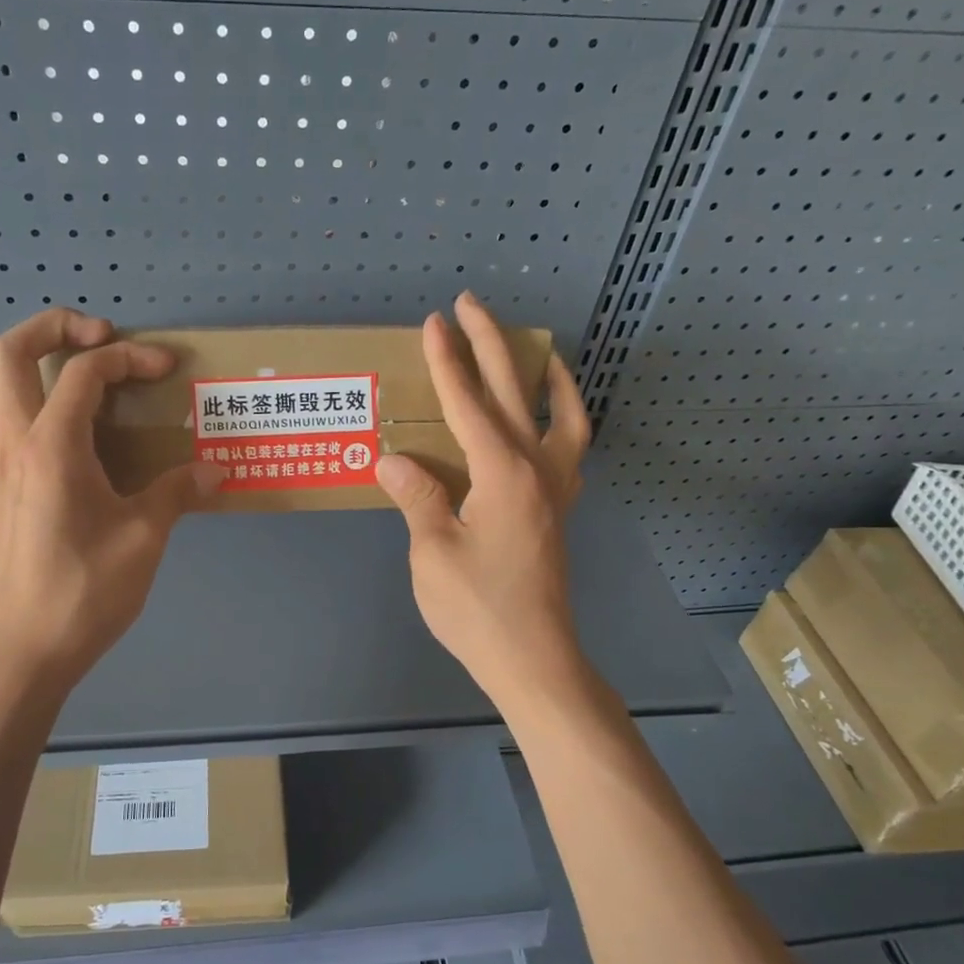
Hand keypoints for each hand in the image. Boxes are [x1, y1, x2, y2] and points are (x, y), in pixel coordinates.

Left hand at [0, 308, 222, 692]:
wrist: (25, 651)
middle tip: (95, 334)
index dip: (129, 357)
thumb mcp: (145, 539)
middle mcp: (11, 445)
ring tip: (38, 365)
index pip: (85, 374)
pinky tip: (16, 435)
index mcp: (52, 447)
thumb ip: (176, 494)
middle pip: (6, 355)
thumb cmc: (84, 593)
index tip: (166, 369)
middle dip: (50, 327)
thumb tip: (212, 471)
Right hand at [375, 293, 592, 708]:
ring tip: (535, 350)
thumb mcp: (433, 553)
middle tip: (470, 305)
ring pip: (561, 415)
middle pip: (513, 392)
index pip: (468, 404)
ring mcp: (555, 489)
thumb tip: (393, 460)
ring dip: (544, 375)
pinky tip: (545, 418)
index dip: (446, 362)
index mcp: (503, 474)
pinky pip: (570, 448)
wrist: (534, 659)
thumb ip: (418, 498)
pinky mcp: (558, 510)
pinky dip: (563, 418)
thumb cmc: (478, 610)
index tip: (433, 323)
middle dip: (489, 343)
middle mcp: (537, 469)